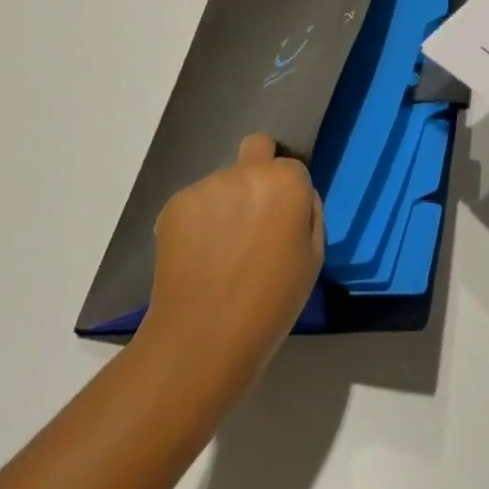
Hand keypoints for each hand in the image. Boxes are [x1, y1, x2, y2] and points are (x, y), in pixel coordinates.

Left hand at [139, 134, 323, 405]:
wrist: (203, 338)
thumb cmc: (270, 305)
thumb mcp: (313, 260)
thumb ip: (308, 215)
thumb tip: (296, 196)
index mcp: (287, 181)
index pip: (291, 167)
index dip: (287, 193)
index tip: (280, 222)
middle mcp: (247, 171)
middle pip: (256, 150)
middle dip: (256, 170)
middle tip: (250, 217)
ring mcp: (208, 185)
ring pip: (222, 182)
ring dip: (225, 204)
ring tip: (219, 251)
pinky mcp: (175, 203)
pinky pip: (194, 204)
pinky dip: (197, 223)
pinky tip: (196, 258)